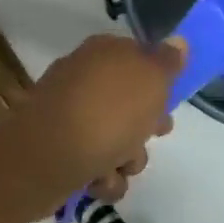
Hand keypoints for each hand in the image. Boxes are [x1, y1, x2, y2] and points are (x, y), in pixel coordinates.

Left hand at [6, 33, 182, 210]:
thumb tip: (177, 41)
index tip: (169, 101)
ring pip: (116, 139)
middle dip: (145, 128)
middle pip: (129, 103)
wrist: (46, 159)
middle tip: (152, 136)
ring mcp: (69, 117)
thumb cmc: (107, 113)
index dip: (159, 81)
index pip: (138, 58)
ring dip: (126, 158)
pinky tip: (99, 181)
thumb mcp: (151, 79)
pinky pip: (95, 165)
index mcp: (102, 54)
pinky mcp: (59, 152)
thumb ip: (167, 61)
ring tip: (118, 165)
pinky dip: (102, 177)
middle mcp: (83, 80)